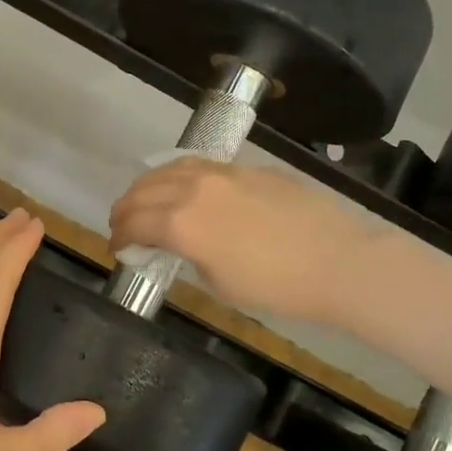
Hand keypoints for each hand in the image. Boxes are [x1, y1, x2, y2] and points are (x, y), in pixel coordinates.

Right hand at [109, 158, 373, 321]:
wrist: (336, 260)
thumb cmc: (275, 286)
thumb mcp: (219, 282)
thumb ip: (188, 256)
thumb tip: (179, 245)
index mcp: (181, 223)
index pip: (134, 223)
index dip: (118, 236)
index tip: (115, 248)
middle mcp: (193, 189)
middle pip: (144, 190)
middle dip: (126, 208)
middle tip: (121, 223)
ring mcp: (222, 173)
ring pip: (170, 168)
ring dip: (148, 185)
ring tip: (144, 199)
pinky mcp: (246, 168)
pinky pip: (199, 165)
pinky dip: (179, 174)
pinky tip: (183, 185)